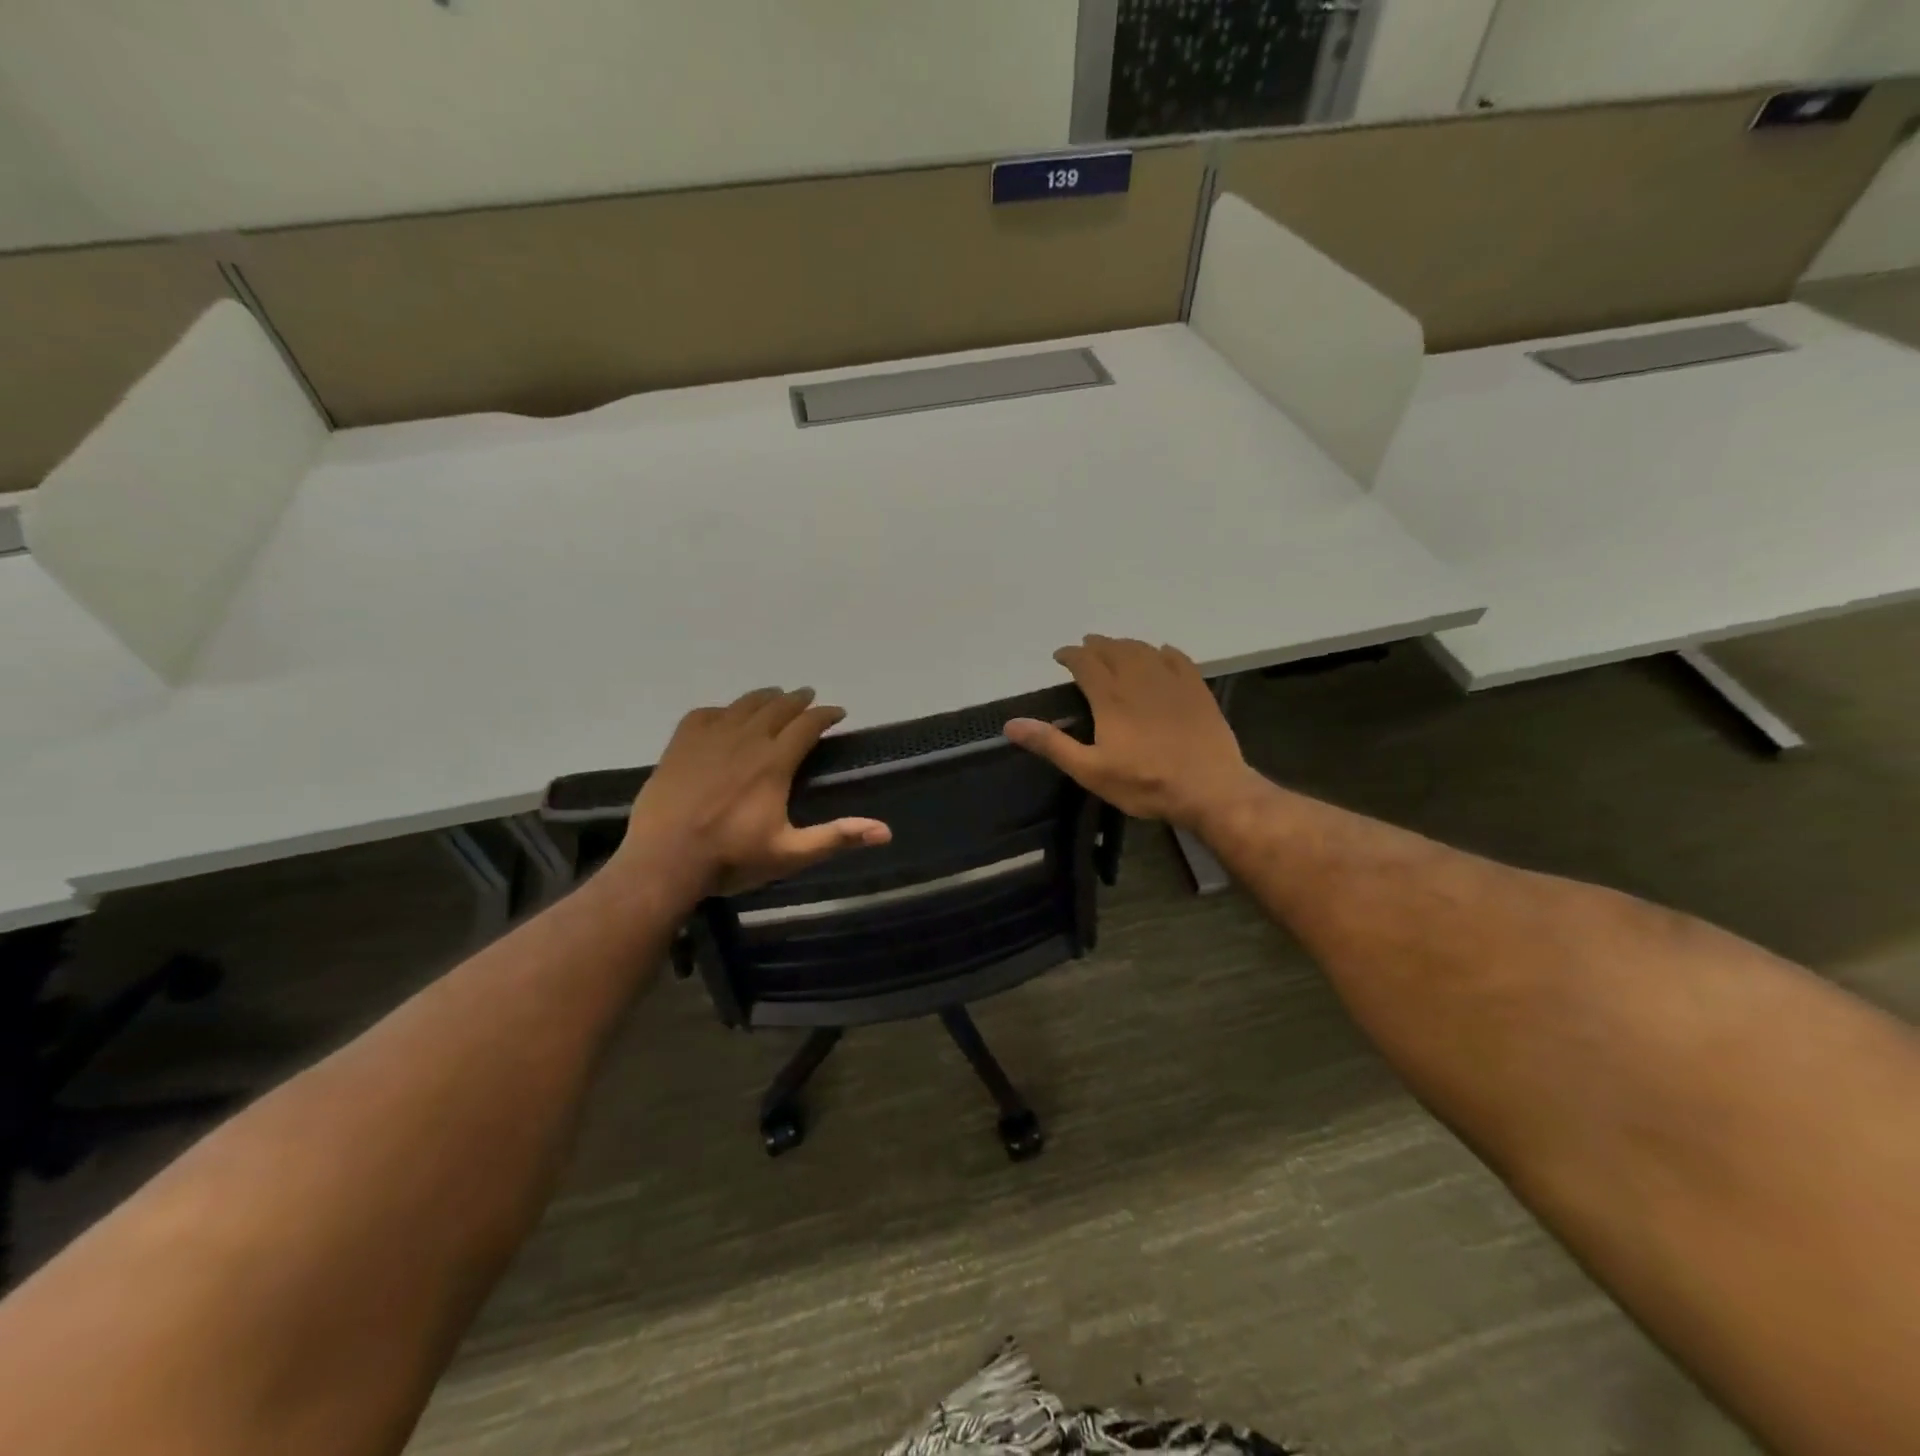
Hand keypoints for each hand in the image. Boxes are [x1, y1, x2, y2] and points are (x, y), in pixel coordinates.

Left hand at [614, 688, 890, 899]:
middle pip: (777, 707)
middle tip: (809, 697)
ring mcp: (710, 738)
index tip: (838, 712)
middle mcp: (745, 739)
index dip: (825, 714)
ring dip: (764, 697)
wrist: (664, 861)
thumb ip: (837, 837)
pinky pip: (705, 713)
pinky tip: (725, 714)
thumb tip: (886, 831)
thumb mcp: (791, 853)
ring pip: (743, 704)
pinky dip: (722, 709)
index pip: (807, 725)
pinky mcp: (680, 744)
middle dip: (798, 700)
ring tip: (774, 695)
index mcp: (774, 762)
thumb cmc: (731, 858)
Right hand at [1004, 636, 1258, 828]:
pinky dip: (1163, 651)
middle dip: (1096, 645)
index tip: (1060, 656)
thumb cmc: (1144, 783)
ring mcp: (1171, 681)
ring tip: (1116, 647)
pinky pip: (1177, 658)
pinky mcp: (1197, 689)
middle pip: (1114, 649)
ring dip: (1125, 644)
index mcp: (1110, 697)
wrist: (1209, 788)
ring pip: (1144, 649)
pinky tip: (1161, 653)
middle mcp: (1139, 679)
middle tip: (1085, 647)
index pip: (1085, 662)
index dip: (1070, 654)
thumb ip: (1052, 744)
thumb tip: (1011, 724)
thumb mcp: (1090, 770)